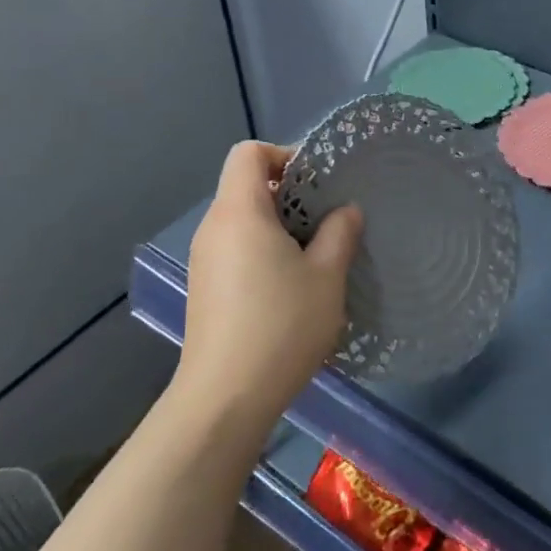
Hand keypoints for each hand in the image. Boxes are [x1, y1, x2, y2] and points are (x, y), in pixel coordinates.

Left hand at [179, 141, 362, 429]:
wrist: (225, 397)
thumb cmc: (281, 325)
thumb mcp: (326, 276)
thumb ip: (339, 233)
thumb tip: (345, 211)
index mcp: (240, 212)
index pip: (249, 153)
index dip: (284, 154)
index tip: (318, 181)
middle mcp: (214, 228)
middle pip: (246, 186)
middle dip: (290, 194)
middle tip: (329, 219)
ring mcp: (205, 260)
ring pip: (243, 221)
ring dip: (279, 226)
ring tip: (317, 254)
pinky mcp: (205, 289)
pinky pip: (236, 249)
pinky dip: (263, 251)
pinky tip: (291, 286)